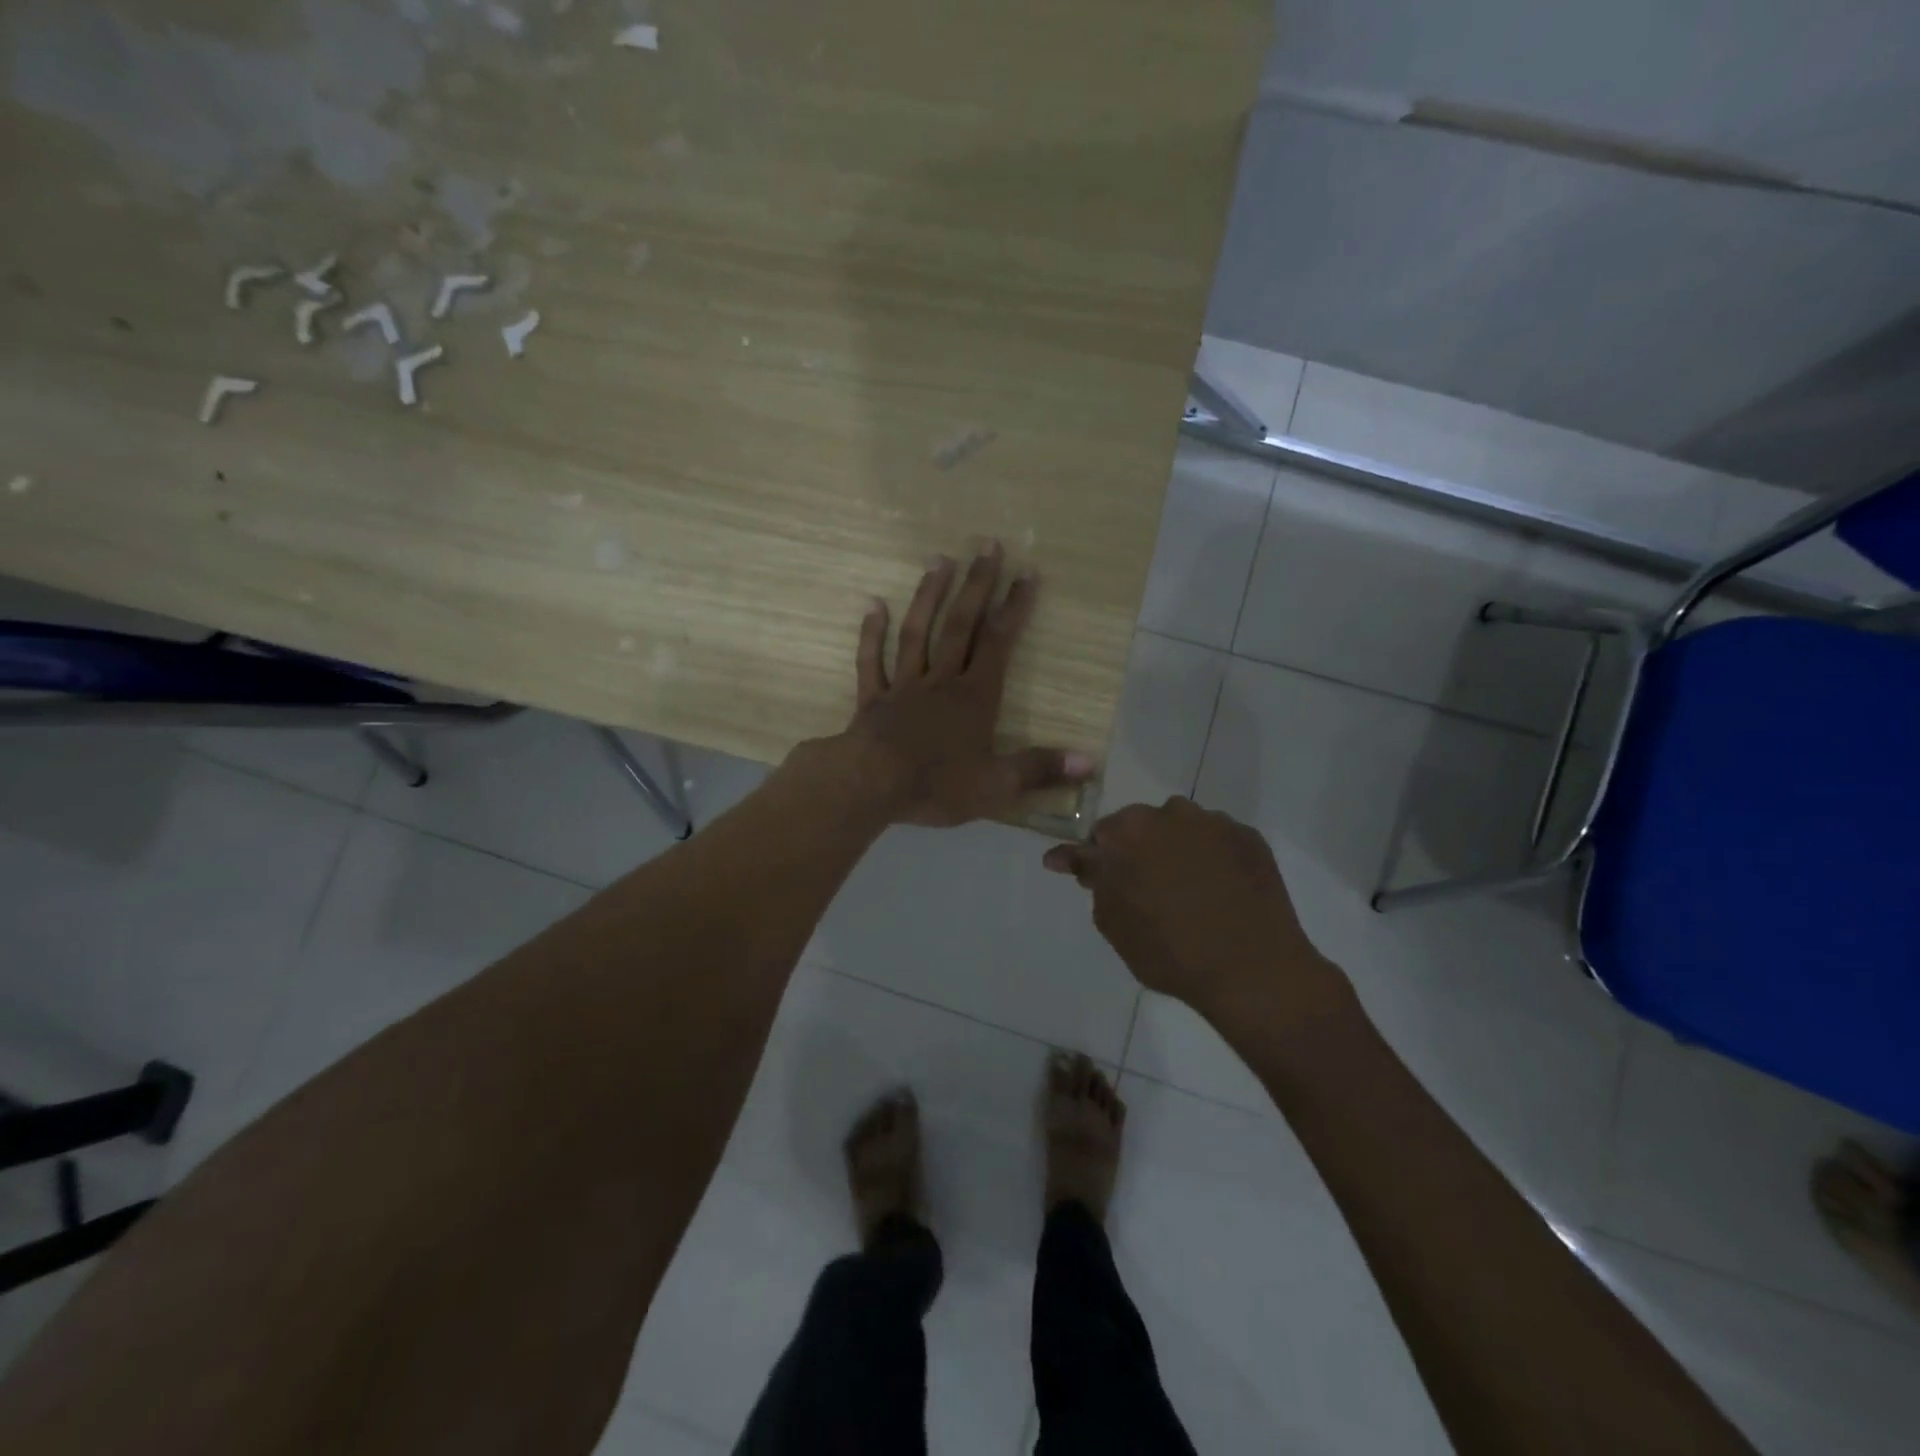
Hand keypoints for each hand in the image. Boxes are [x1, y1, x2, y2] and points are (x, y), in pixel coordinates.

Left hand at [840, 543, 1094, 826]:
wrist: (871, 786)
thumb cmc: (936, 785)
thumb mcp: (997, 785)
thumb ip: (1040, 769)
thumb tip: (1090, 763)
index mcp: (974, 697)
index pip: (999, 643)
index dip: (1014, 607)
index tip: (1027, 572)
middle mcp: (941, 680)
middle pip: (961, 625)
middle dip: (977, 585)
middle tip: (987, 545)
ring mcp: (904, 686)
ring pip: (917, 632)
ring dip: (928, 596)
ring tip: (939, 560)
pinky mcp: (872, 699)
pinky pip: (871, 661)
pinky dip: (872, 634)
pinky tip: (873, 605)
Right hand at [1042, 797, 1347, 1024]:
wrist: (1253, 971)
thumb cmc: (1169, 952)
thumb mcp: (1113, 923)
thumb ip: (1092, 880)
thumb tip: (1065, 856)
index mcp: (1126, 833)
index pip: (1098, 836)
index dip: (1097, 860)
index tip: (1097, 879)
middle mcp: (1168, 813)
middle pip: (1140, 826)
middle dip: (1137, 850)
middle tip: (1146, 890)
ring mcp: (1213, 822)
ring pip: (1180, 828)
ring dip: (1175, 849)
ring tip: (1188, 891)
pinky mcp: (1248, 836)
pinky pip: (1217, 840)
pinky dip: (1212, 858)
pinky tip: (1219, 890)